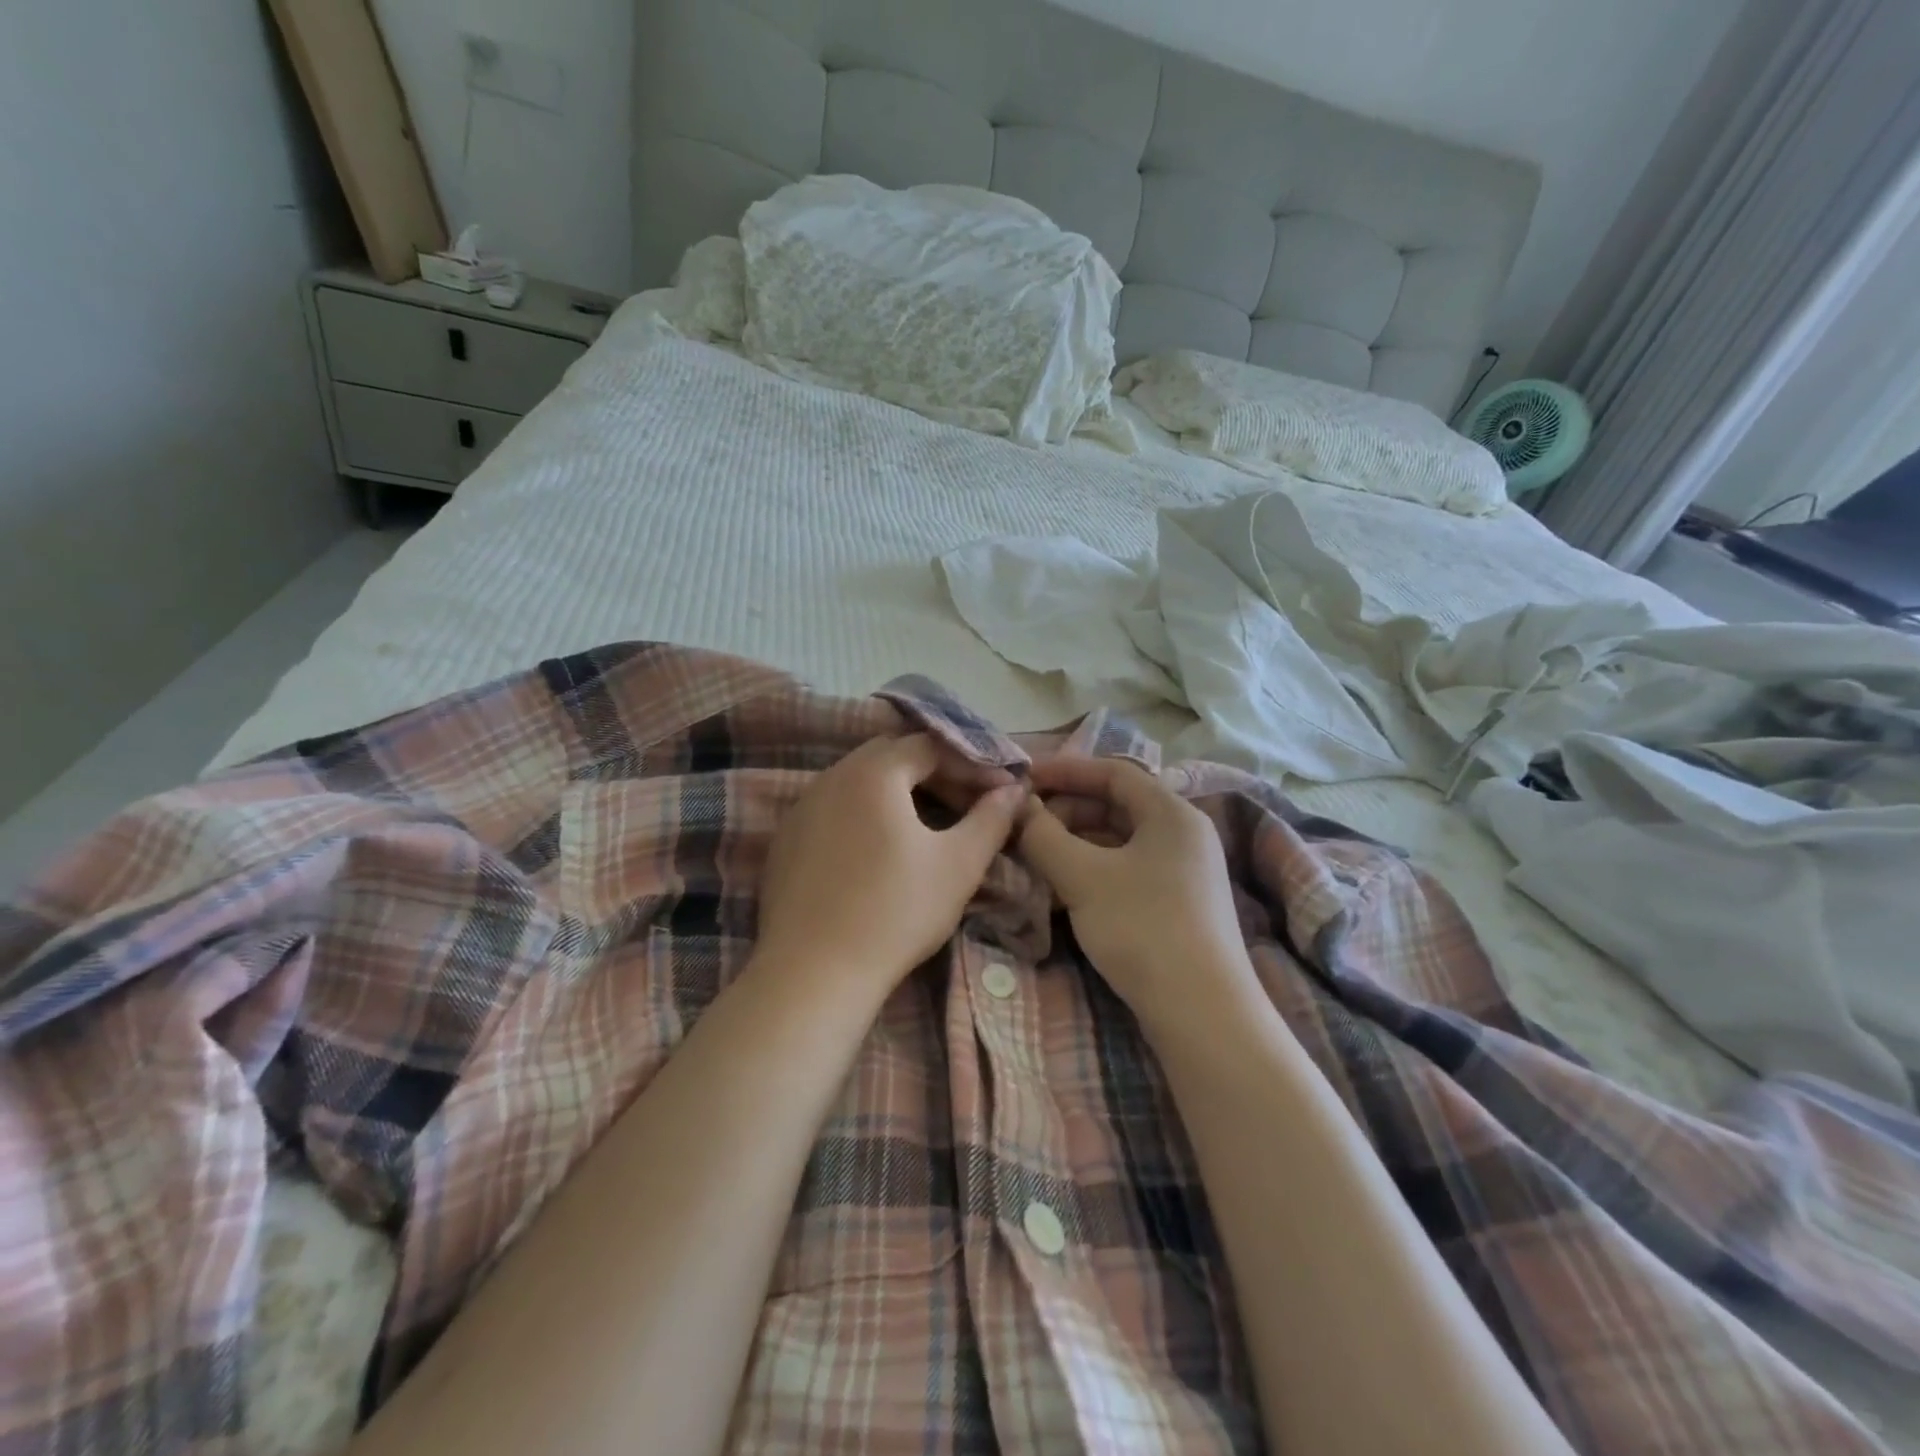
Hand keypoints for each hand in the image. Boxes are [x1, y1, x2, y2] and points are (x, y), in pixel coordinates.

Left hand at [755, 734, 1026, 994]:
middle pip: (892, 753)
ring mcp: (802, 807)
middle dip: (936, 770)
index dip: (972, 763)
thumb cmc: (895, 912)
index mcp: (874, 772)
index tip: (1002, 790)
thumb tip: (1015, 790)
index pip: (931, 745)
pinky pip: (835, 807)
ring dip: (900, 790)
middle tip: (968, 801)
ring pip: (860, 779)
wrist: (813, 974)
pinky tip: (882, 849)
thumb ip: (991, 819)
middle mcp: (832, 776)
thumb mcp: (958, 864)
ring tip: (931, 822)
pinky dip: (866, 812)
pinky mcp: (787, 838)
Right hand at [1018, 757, 1253, 1025]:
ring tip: (1035, 856)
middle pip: (1116, 805)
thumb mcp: (1082, 877)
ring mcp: (1184, 871)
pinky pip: (1127, 869)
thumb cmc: (1142, 928)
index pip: (1113, 772)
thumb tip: (1019, 808)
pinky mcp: (1178, 904)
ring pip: (1119, 840)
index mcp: (1171, 813)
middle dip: (1066, 810)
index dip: (1065, 770)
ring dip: (1075, 842)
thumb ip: (1044, 836)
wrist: (1202, 1014)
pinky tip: (1062, 888)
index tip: (1023, 778)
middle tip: (1026, 825)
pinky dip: (1092, 869)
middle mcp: (1183, 834)